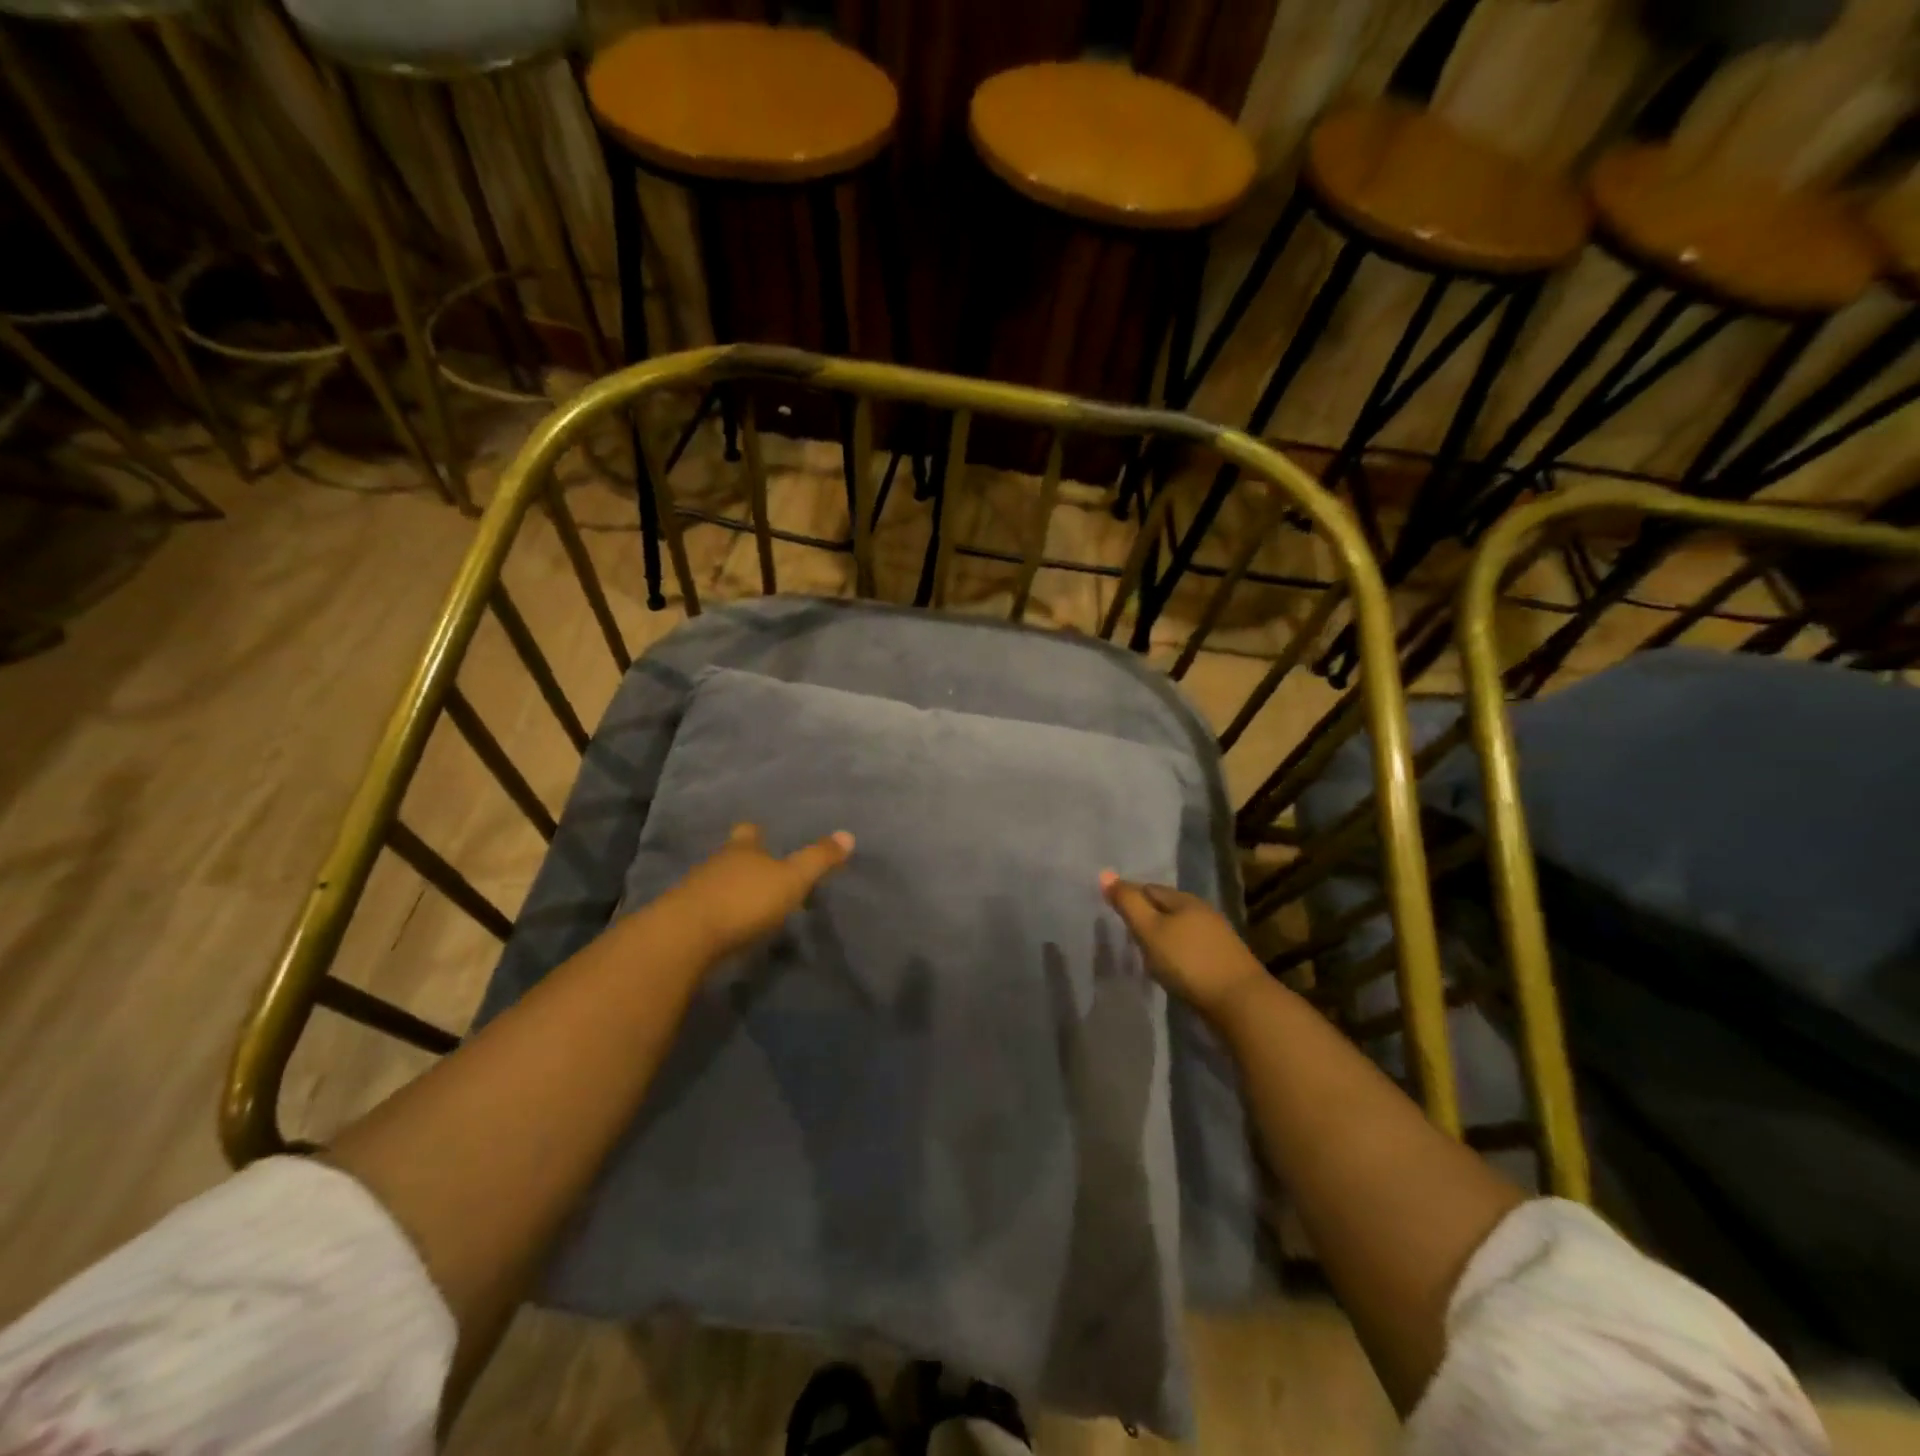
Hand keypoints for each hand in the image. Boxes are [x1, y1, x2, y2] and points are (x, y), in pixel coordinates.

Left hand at [654, 823, 853, 959]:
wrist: (685, 937)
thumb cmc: (744, 900)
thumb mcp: (792, 879)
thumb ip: (818, 859)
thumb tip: (848, 834)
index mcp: (742, 850)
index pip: (748, 833)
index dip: (756, 833)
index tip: (760, 833)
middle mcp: (715, 864)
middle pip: (730, 857)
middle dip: (742, 862)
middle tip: (760, 871)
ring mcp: (694, 891)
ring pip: (714, 883)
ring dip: (728, 890)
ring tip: (746, 902)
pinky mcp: (681, 921)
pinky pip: (703, 910)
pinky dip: (715, 914)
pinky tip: (725, 927)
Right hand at [1099, 872, 1268, 1024]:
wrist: (1240, 1003)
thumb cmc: (1188, 962)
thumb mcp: (1150, 930)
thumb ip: (1128, 903)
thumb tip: (1104, 873)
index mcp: (1184, 899)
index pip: (1149, 888)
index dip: (1129, 897)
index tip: (1112, 912)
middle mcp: (1203, 911)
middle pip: (1166, 907)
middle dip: (1147, 915)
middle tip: (1127, 932)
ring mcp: (1217, 936)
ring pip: (1180, 928)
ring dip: (1163, 936)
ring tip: (1145, 952)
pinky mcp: (1224, 960)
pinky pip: (1192, 947)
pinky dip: (1177, 952)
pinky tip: (1171, 967)